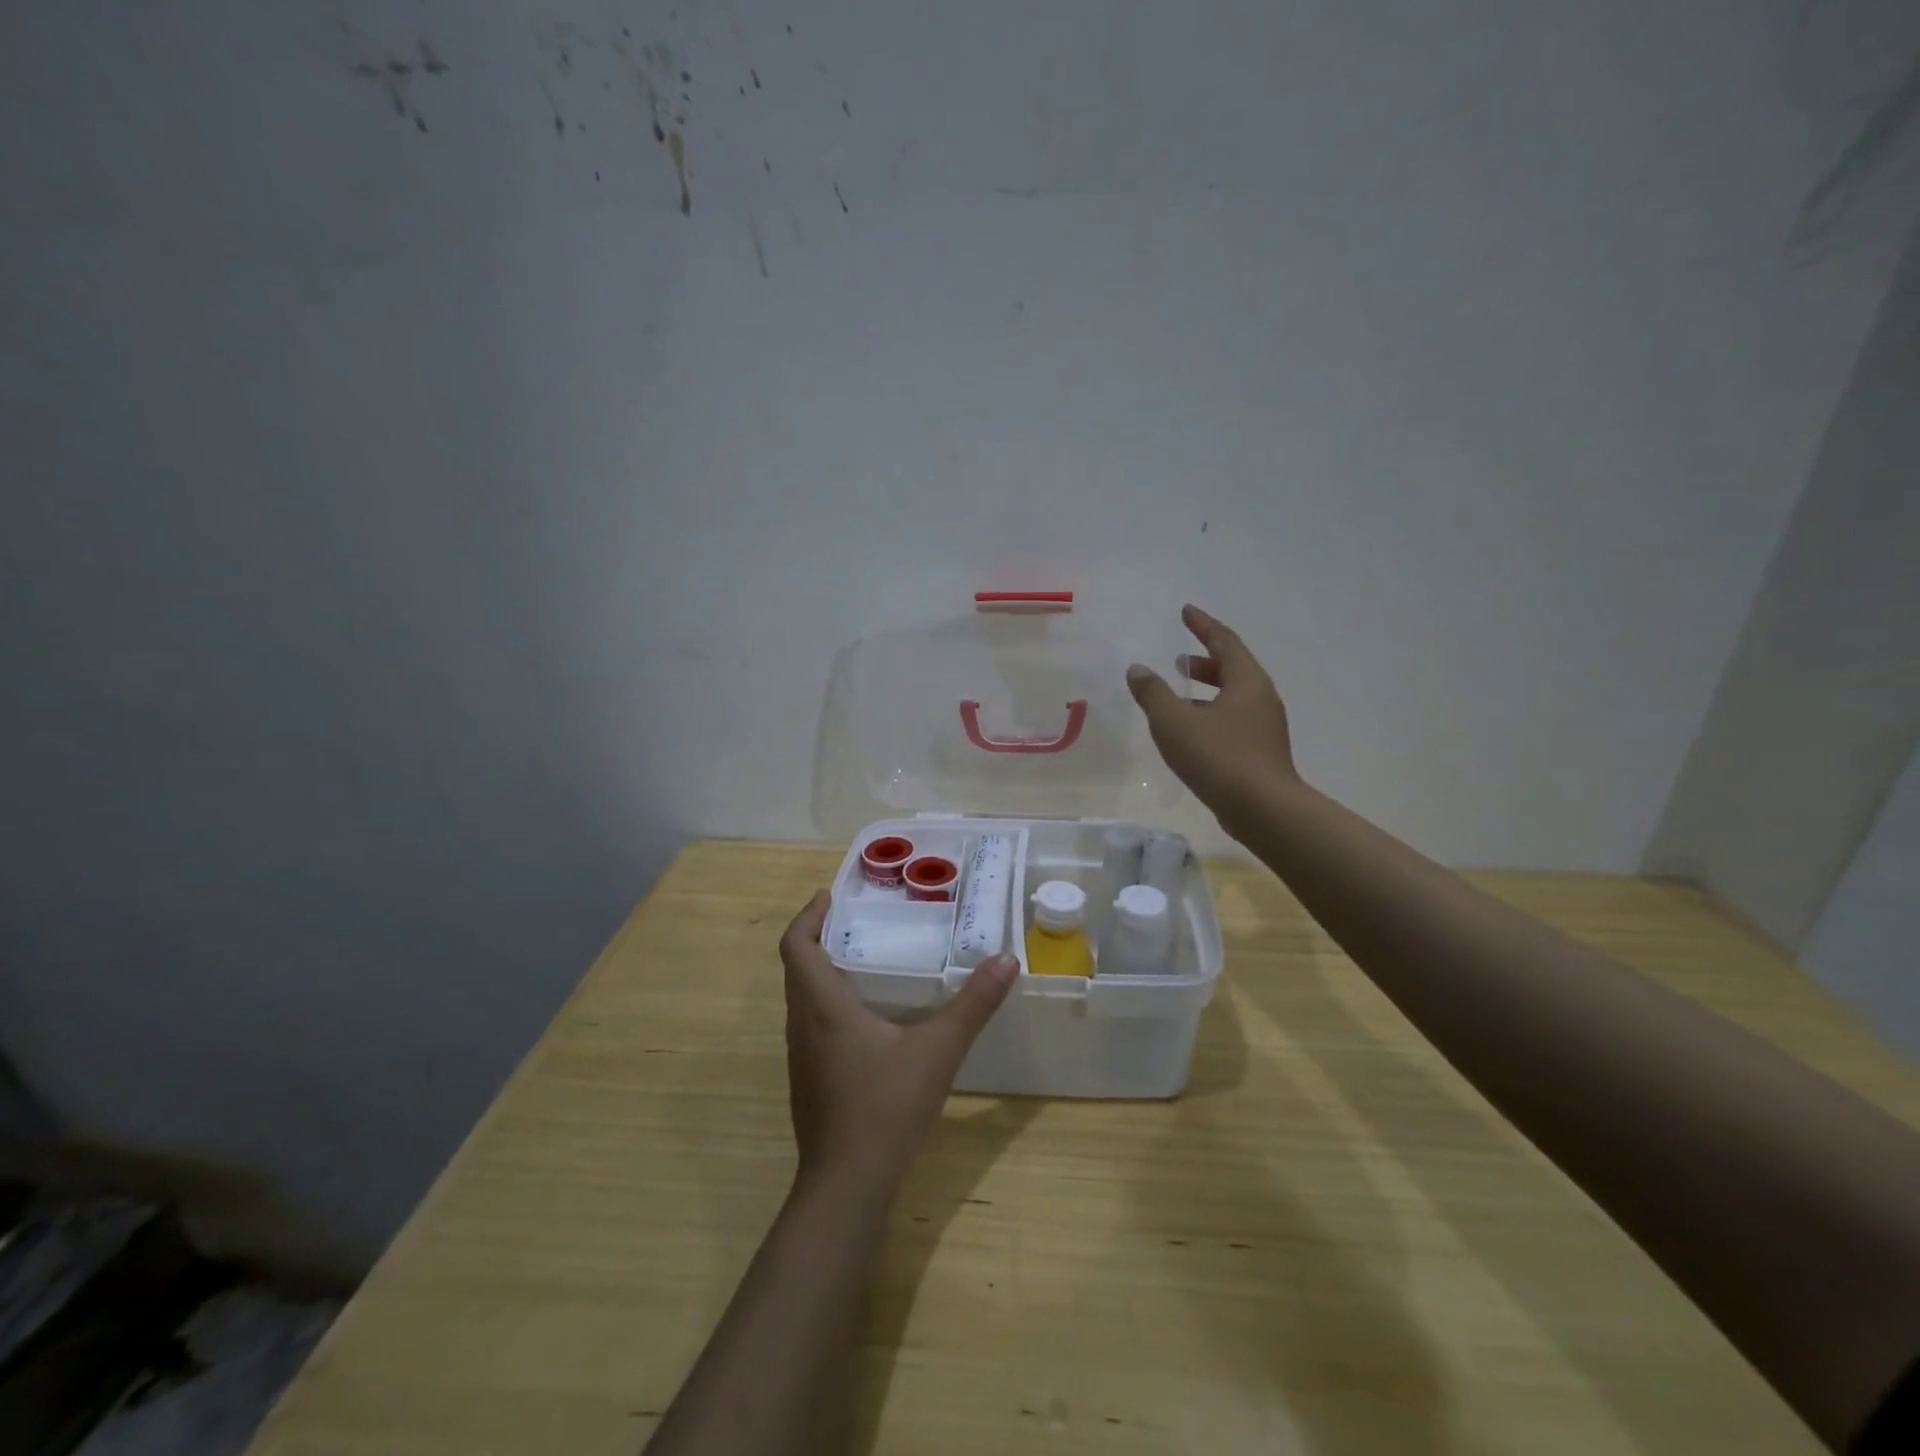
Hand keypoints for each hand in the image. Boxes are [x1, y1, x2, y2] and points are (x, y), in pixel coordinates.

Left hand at [780, 892, 1018, 1193]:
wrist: (846, 1187)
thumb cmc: (885, 1108)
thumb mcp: (938, 1051)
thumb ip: (973, 1005)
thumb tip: (1006, 960)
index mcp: (822, 1006)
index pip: (795, 945)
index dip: (807, 915)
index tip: (831, 896)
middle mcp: (802, 1025)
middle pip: (797, 967)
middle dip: (820, 937)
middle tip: (860, 921)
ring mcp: (801, 1057)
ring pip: (802, 998)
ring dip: (823, 971)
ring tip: (867, 960)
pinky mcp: (809, 1081)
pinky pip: (811, 1024)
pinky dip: (830, 1003)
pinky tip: (869, 1018)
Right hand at [1127, 604, 1298, 831]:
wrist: (1263, 809)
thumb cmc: (1218, 757)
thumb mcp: (1175, 722)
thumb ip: (1153, 693)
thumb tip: (1137, 669)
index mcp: (1246, 681)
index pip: (1223, 641)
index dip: (1202, 625)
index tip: (1186, 611)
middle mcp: (1261, 698)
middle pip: (1232, 668)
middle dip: (1204, 661)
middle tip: (1178, 659)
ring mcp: (1264, 727)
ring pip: (1233, 697)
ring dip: (1207, 689)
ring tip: (1180, 695)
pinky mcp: (1261, 752)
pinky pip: (1233, 720)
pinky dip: (1211, 713)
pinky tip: (1192, 732)